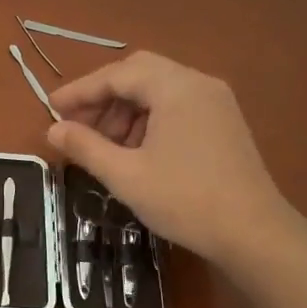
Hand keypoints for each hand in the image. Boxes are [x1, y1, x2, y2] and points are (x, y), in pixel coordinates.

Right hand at [46, 52, 300, 267]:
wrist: (255, 233)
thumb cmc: (185, 200)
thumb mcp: (125, 175)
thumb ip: (85, 147)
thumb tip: (53, 130)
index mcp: (175, 87)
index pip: (117, 74)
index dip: (80, 91)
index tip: (51, 108)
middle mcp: (198, 83)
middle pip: (139, 73)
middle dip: (104, 97)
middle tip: (78, 125)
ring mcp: (217, 101)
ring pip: (159, 90)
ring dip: (126, 110)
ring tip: (106, 146)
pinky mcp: (225, 122)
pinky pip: (178, 105)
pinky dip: (150, 119)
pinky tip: (138, 151)